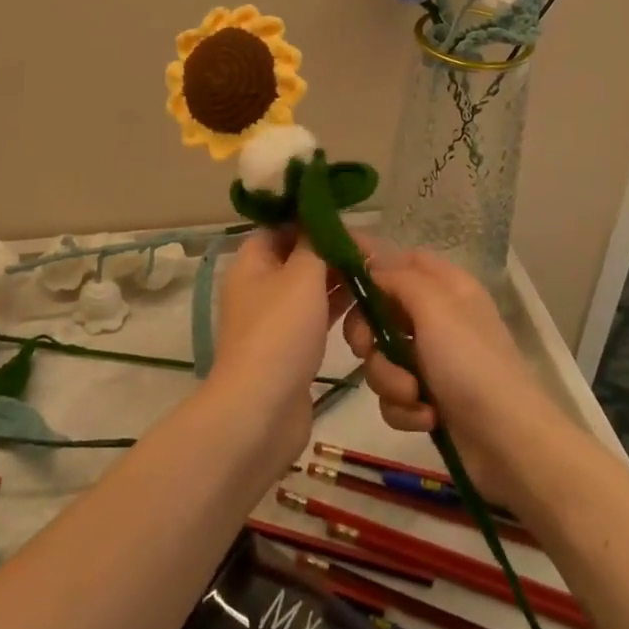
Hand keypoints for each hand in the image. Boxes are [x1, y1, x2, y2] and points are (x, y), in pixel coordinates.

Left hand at [210, 230, 350, 471]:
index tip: (347, 222)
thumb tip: (320, 218)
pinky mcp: (290, 348)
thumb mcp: (301, 275)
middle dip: (332, 251)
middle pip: (298, 256)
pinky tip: (366, 304)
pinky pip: (316, 316)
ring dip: (339, 280)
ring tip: (376, 274)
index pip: (281, 226)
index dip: (312, 220)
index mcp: (252, 262)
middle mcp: (258, 286)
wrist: (262, 410)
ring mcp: (274, 319)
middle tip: (372, 251)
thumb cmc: (280, 331)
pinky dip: (337, 308)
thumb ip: (316, 243)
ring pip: (310, 288)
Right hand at [342, 249, 571, 507]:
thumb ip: (397, 278)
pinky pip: (393, 394)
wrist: (510, 445)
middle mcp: (438, 318)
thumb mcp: (435, 308)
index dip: (372, 265)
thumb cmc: (472, 365)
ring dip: (389, 379)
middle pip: (380, 311)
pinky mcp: (427, 399)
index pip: (402, 259)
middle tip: (367, 348)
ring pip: (381, 357)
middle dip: (368, 334)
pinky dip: (404, 408)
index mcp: (447, 287)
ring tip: (414, 395)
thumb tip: (369, 263)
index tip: (338, 278)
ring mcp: (432, 361)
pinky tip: (426, 418)